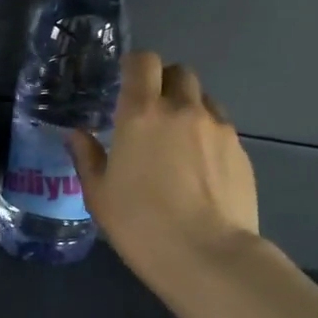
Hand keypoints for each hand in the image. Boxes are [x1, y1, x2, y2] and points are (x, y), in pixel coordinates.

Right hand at [69, 52, 260, 279]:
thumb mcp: (99, 196)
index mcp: (142, 114)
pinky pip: (222, 128)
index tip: (126, 84)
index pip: (143, 62)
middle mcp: (183, 110)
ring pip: (204, 99)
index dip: (134, 66)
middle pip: (179, 73)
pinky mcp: (241, 151)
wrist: (207, 255)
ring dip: (189, 108)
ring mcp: (218, 128)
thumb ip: (87, 158)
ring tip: (179, 142)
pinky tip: (201, 169)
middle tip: (151, 114)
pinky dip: (208, 135)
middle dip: (164, 84)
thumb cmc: (141, 225)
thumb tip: (77, 135)